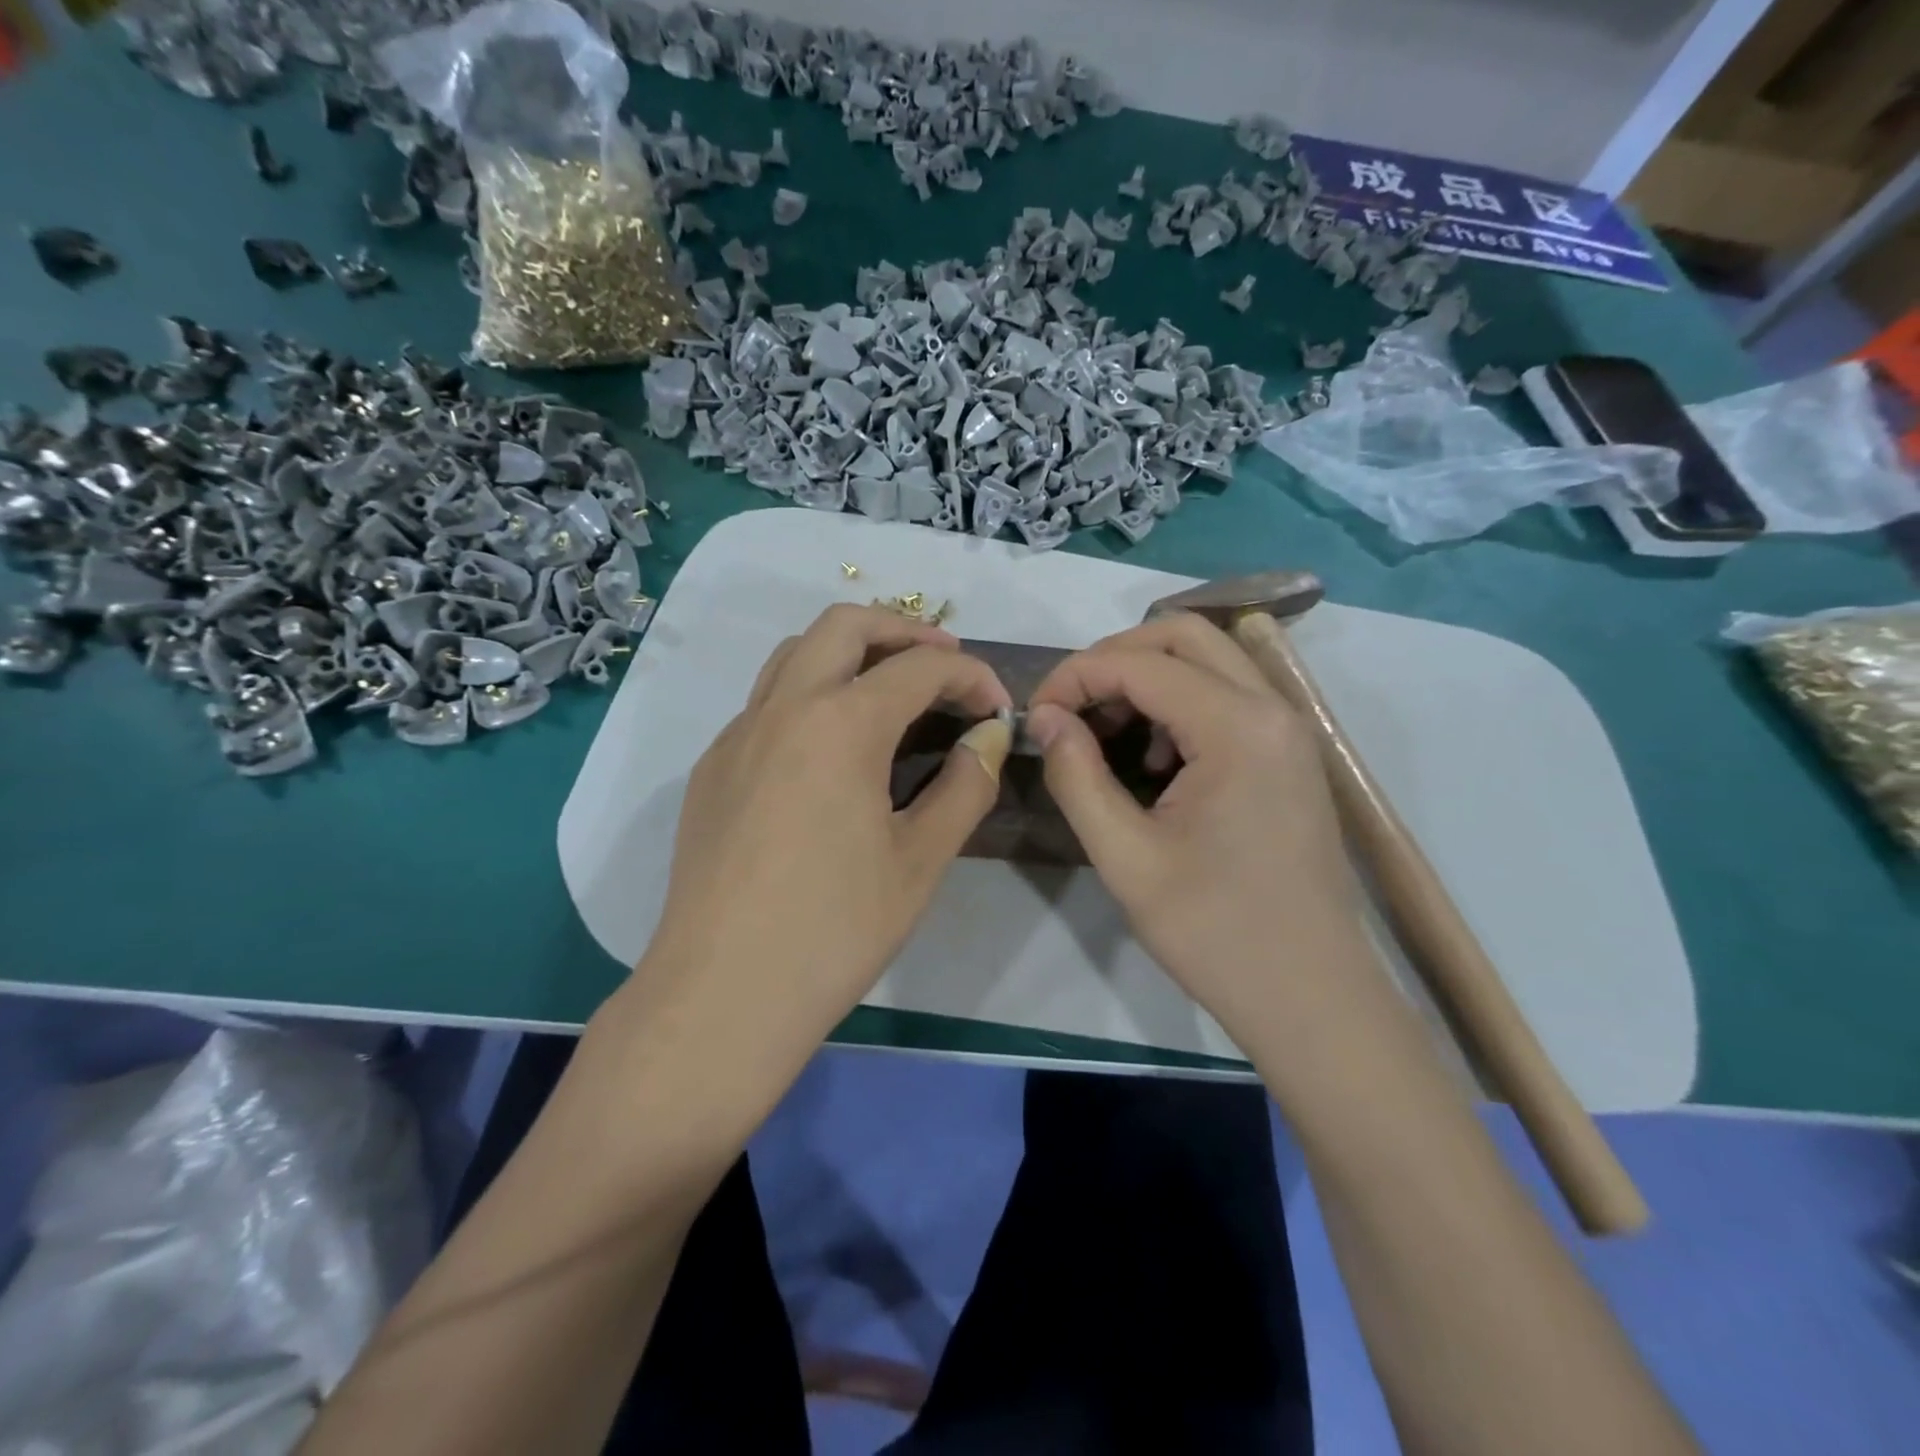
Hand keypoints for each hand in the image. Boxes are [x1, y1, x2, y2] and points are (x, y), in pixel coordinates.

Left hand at [640, 605, 1011, 1065]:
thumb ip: (964, 786)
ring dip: (849, 652)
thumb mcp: (920, 861)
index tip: (998, 710)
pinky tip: (831, 750)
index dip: (971, 677)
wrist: (722, 994)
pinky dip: (810, 694)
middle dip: (903, 630)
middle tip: (944, 663)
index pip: (921, 667)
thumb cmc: (834, 930)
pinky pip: (766, 702)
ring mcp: (737, 735)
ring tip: (889, 689)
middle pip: (844, 625)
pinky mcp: (712, 768)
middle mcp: (782, 709)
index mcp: (841, 724)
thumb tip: (987, 738)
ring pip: (794, 654)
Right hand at [1025, 615, 1370, 1039]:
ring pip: (1210, 660)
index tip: (1035, 716)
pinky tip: (1156, 764)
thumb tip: (1044, 718)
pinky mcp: (1289, 755)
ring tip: (1107, 735)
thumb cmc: (1215, 931)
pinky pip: (1229, 696)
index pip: (1140, 663)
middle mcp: (1272, 709)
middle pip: (1184, 635)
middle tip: (1070, 708)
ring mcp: (1289, 730)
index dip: (1075, 677)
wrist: (1311, 997)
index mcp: (1238, 728)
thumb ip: (1076, 776)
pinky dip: (1181, 704)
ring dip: (1149, 678)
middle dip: (1114, 658)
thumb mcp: (1126, 857)